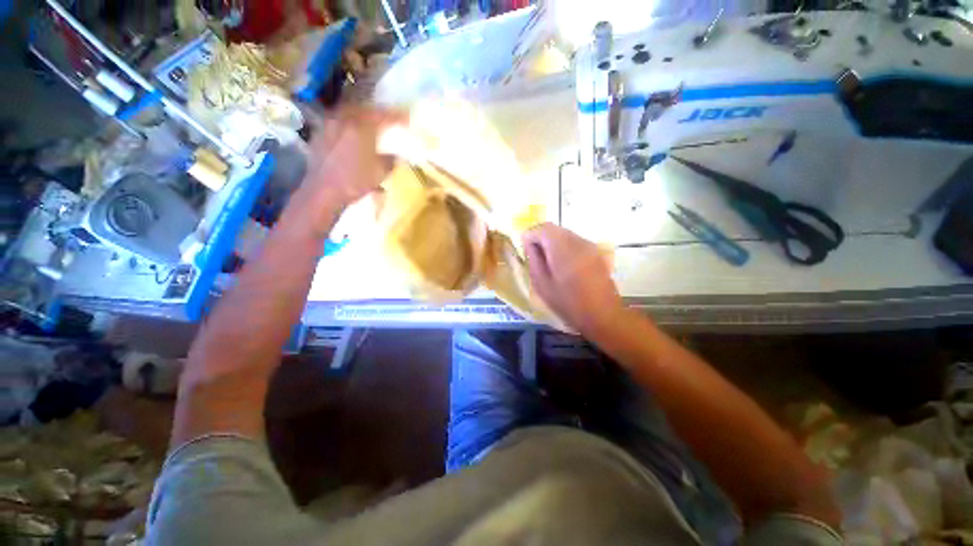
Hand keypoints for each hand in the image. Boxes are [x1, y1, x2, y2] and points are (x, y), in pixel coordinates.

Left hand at [298, 107, 403, 230]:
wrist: (322, 191)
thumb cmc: (354, 182)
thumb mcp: (380, 174)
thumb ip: (390, 161)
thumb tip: (394, 156)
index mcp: (361, 128)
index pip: (383, 116)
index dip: (396, 117)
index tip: (406, 118)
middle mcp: (343, 120)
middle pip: (363, 109)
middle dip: (377, 112)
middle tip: (386, 118)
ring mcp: (328, 125)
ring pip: (348, 112)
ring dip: (361, 115)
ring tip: (369, 123)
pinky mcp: (319, 134)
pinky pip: (337, 121)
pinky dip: (347, 123)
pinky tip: (351, 133)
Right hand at [522, 223, 623, 336]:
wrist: (603, 315)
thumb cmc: (568, 303)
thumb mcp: (542, 284)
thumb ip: (534, 259)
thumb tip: (529, 243)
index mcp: (563, 249)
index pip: (543, 228)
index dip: (531, 235)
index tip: (526, 250)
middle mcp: (578, 241)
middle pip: (555, 229)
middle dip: (541, 238)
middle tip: (535, 257)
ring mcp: (590, 246)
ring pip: (565, 234)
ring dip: (553, 243)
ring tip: (549, 263)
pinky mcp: (596, 252)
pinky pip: (575, 242)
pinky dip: (564, 248)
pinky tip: (564, 266)